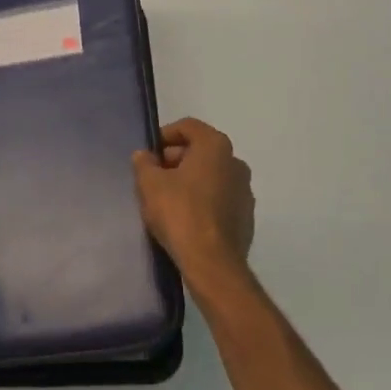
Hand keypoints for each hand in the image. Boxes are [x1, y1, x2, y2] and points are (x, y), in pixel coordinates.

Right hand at [132, 117, 255, 293]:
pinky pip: (220, 198)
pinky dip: (203, 200)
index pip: (188, 126)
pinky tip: (185, 218)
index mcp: (215, 146)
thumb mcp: (149, 184)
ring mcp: (245, 191)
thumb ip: (144, 163)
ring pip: (211, 175)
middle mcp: (236, 162)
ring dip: (190, 180)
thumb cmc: (179, 213)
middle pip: (201, 150)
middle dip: (175, 159)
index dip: (165, 135)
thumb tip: (145, 156)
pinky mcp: (246, 216)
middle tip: (153, 176)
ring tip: (167, 199)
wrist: (212, 263)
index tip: (149, 154)